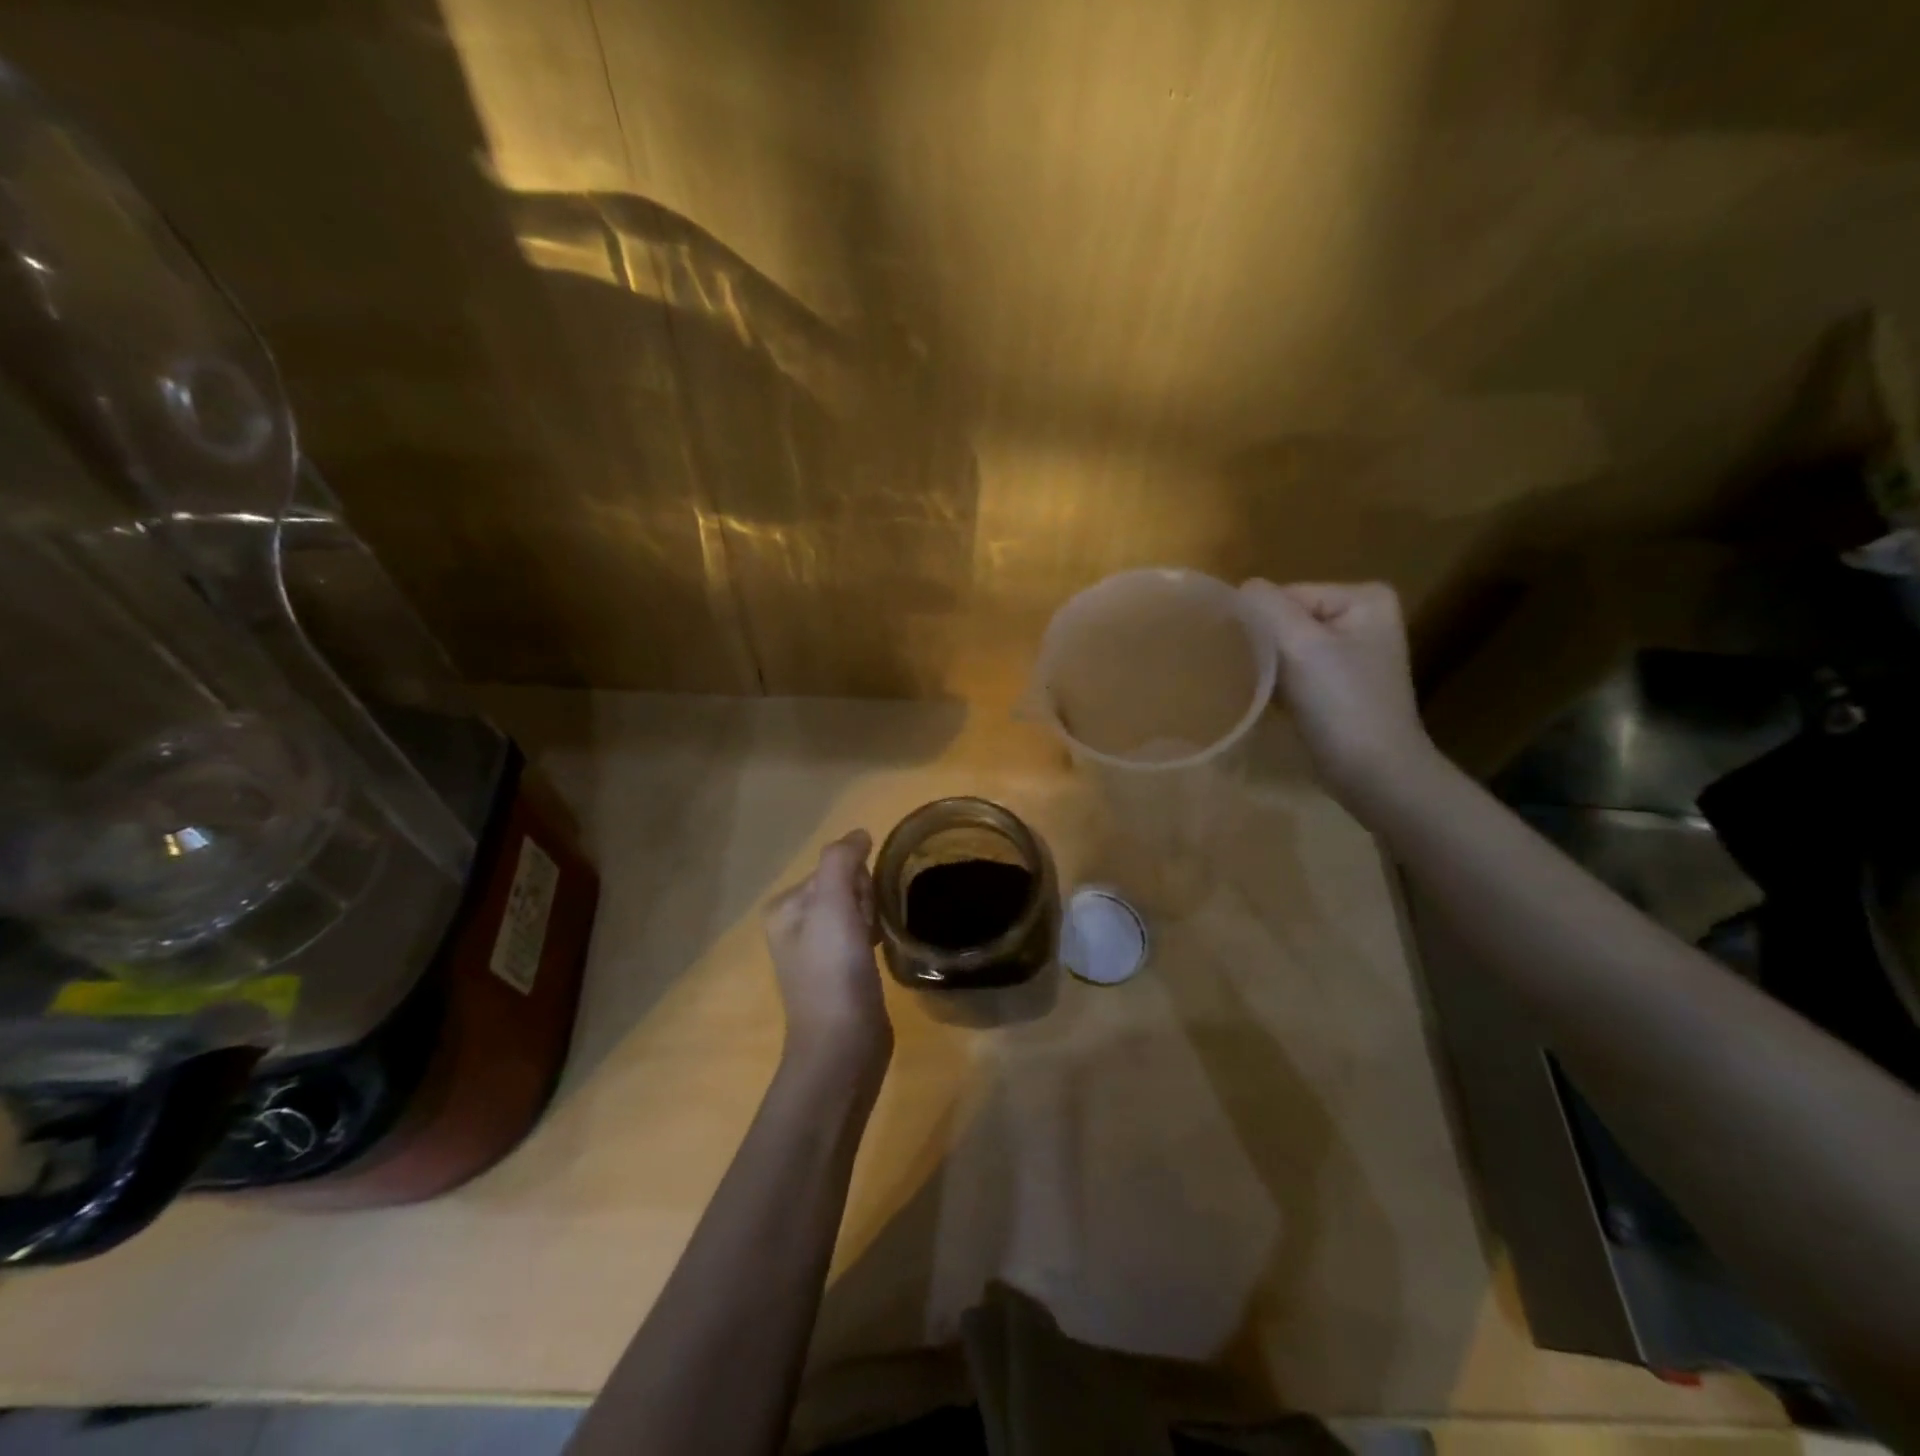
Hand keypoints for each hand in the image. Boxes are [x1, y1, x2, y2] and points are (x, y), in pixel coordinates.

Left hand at [764, 830, 891, 1070]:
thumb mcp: (831, 903)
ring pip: (856, 910)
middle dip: (864, 901)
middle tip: (865, 934)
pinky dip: (874, 937)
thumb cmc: (833, 969)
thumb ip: (841, 860)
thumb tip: (859, 834)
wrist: (842, 1044)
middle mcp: (794, 926)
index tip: (860, 913)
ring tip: (873, 947)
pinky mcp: (839, 972)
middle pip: (845, 887)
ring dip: (872, 919)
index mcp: (784, 907)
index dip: (857, 882)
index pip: (833, 867)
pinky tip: (879, 954)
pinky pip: (861, 935)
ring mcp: (816, 952)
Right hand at [1239, 579, 1439, 812]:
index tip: (1251, 659)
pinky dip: (1278, 685)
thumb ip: (1265, 607)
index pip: (1287, 595)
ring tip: (1262, 692)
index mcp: (1364, 598)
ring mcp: (1353, 654)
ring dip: (1268, 668)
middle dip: (1265, 646)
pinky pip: (1295, 671)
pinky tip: (1273, 704)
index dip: (1262, 625)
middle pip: (1286, 619)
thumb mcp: (1300, 645)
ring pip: (1287, 647)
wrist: (1374, 774)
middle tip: (1252, 676)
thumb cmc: (1341, 705)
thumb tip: (1240, 591)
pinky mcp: (1341, 686)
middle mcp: (1364, 618)